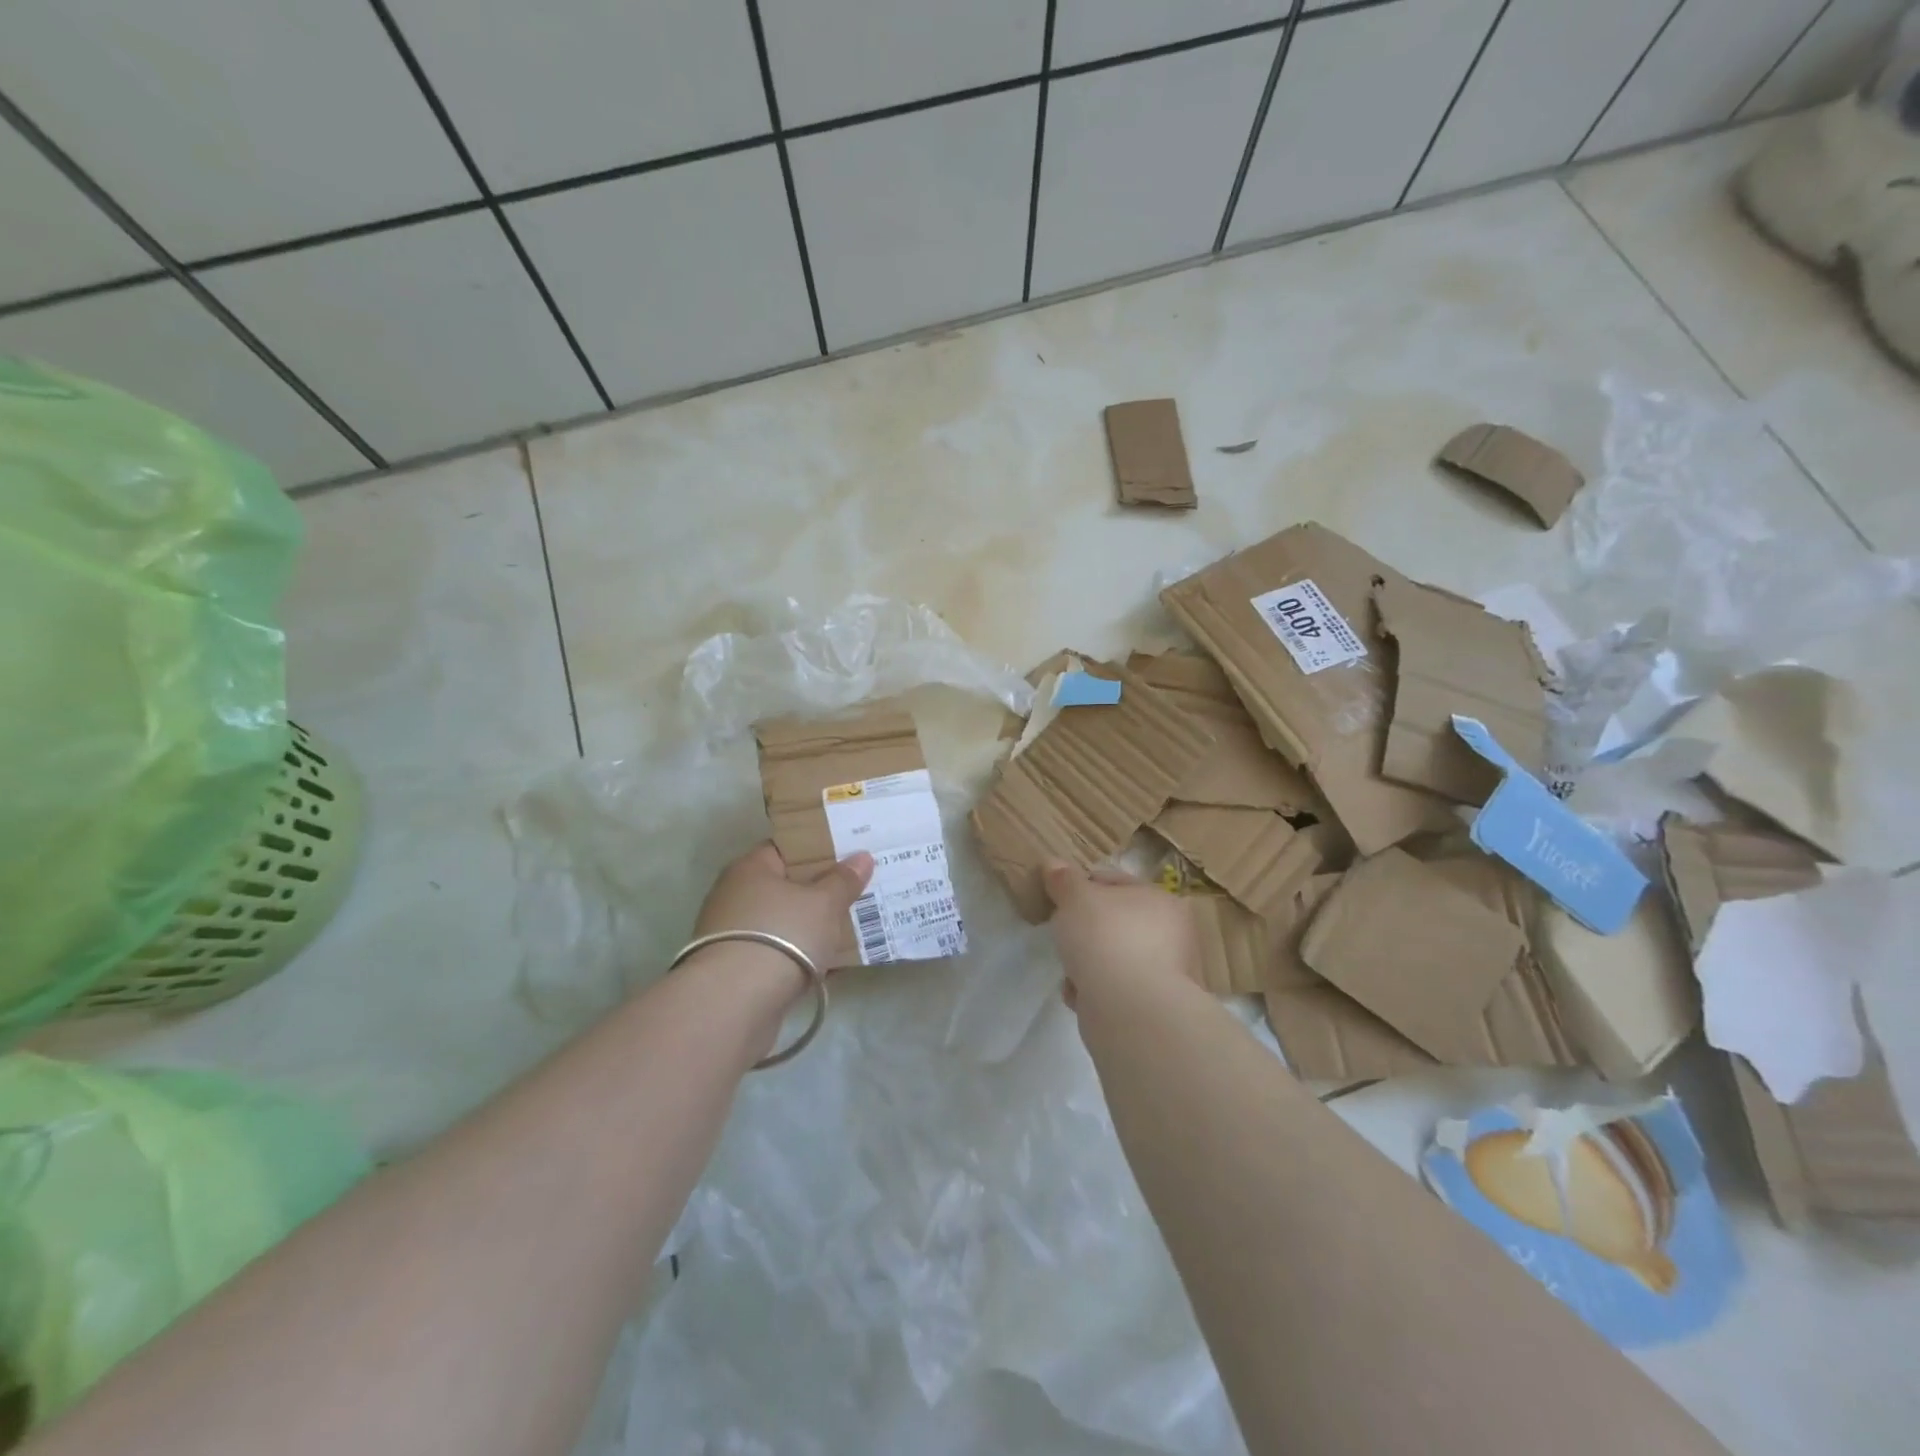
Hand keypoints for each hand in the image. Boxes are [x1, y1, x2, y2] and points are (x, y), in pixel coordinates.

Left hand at [694, 842, 874, 975]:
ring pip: (785, 922)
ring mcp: (735, 935)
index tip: (850, 853)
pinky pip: (780, 954)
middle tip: (859, 889)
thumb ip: (844, 880)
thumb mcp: (824, 903)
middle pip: (787, 886)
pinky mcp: (738, 971)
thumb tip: (862, 857)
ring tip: (853, 926)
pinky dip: (803, 956)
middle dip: (821, 890)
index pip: (787, 848)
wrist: (734, 1004)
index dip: (819, 848)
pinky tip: (833, 963)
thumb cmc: (782, 935)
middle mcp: (736, 896)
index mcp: (750, 868)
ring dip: (813, 926)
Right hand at [1043, 861, 1200, 1007]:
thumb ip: (1063, 880)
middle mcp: (1171, 934)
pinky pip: (1114, 989)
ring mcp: (1165, 973)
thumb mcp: (1075, 898)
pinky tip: (1080, 994)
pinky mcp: (1152, 1007)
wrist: (1130, 1010)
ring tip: (1070, 970)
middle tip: (1063, 933)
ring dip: (1088, 963)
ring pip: (1113, 957)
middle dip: (1085, 930)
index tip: (1058, 899)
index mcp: (1160, 900)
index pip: (1116, 882)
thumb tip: (1053, 864)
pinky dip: (1095, 991)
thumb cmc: (1106, 939)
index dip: (1083, 886)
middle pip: (1115, 922)